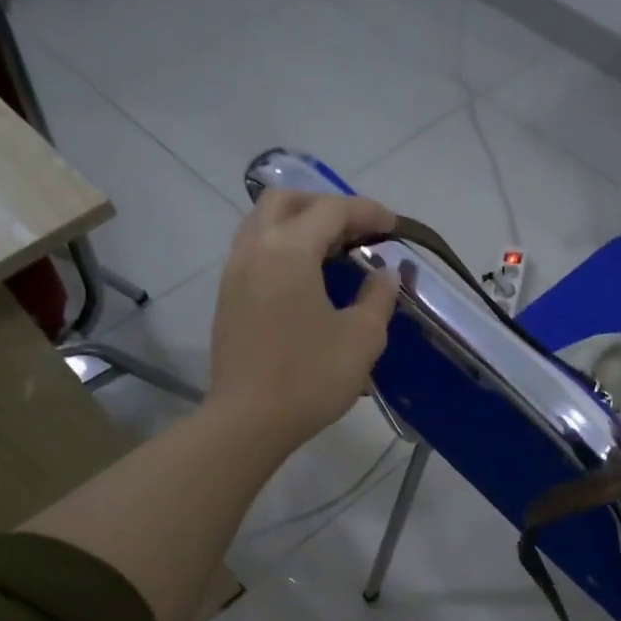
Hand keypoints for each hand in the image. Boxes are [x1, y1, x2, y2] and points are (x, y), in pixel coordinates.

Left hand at [208, 191, 400, 453]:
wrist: (249, 420)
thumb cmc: (310, 378)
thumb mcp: (362, 338)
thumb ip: (378, 297)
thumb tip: (385, 274)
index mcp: (289, 251)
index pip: (331, 211)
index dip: (366, 211)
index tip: (393, 226)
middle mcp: (255, 249)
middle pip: (285, 201)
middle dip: (324, 204)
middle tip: (356, 228)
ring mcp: (234, 273)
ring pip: (262, 223)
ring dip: (299, 223)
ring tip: (332, 249)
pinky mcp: (227, 298)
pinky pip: (254, 250)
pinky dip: (282, 247)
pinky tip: (305, 276)